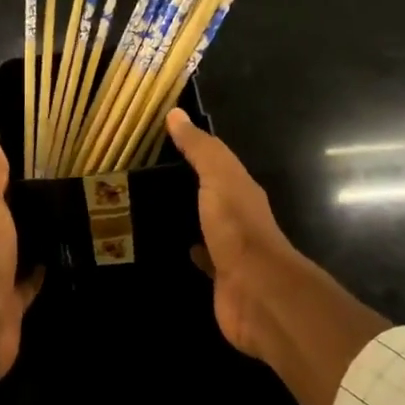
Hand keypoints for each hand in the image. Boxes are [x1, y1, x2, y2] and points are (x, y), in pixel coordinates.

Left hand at [0, 131, 42, 377]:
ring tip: (67, 217)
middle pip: (0, 221)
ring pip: (15, 249)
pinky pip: (29, 279)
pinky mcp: (11, 300)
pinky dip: (42, 268)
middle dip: (22, 208)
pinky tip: (64, 254)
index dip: (5, 178)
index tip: (38, 163)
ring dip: (32, 237)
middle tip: (61, 188)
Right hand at [167, 110, 387, 404]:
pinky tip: (168, 246)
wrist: (256, 291)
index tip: (163, 141)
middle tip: (148, 176)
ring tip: (151, 208)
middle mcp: (239, 216)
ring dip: (187, 218)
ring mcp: (231, 249)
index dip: (194, 151)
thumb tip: (176, 113)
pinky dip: (188, 249)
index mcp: (241, 189)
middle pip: (212, 195)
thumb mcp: (218, 177)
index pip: (217, 163)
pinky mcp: (220, 278)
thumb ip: (200, 148)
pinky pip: (201, 258)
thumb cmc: (237, 227)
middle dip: (188, 186)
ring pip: (205, 225)